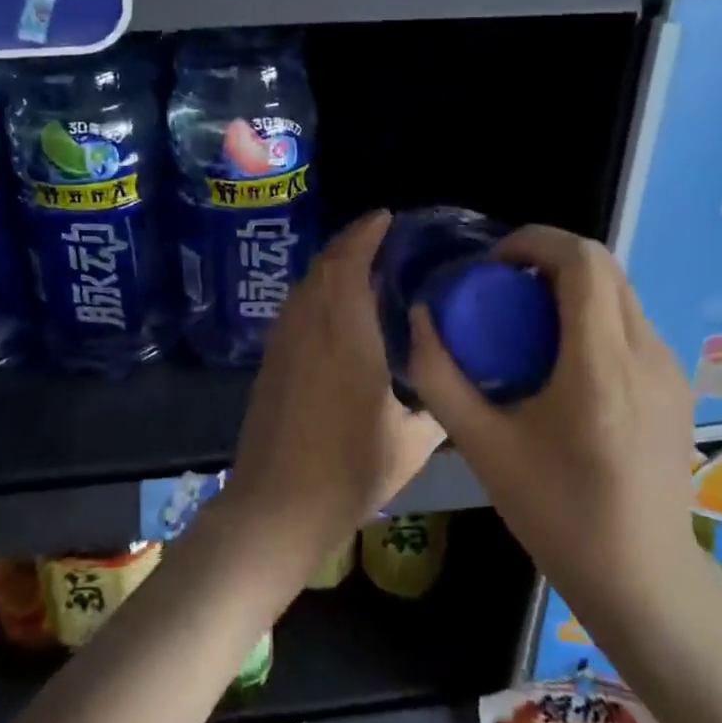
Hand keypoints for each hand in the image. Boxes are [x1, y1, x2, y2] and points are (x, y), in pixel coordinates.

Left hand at [222, 210, 445, 574]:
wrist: (277, 505)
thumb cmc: (350, 470)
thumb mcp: (410, 442)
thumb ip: (435, 403)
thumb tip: (451, 378)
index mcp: (345, 331)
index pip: (350, 261)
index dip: (366, 233)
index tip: (386, 217)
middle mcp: (309, 323)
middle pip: (325, 265)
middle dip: (351, 243)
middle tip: (382, 239)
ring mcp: (283, 339)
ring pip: (306, 284)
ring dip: (332, 266)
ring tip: (364, 269)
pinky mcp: (270, 359)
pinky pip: (296, 307)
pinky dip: (317, 292)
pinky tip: (336, 311)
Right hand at [406, 226, 700, 636]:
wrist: (645, 584)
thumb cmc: (558, 515)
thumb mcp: (483, 447)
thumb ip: (440, 377)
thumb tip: (420, 317)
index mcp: (601, 366)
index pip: (583, 261)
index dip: (534, 240)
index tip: (493, 263)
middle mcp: (645, 354)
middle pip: (604, 265)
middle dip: (548, 256)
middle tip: (502, 284)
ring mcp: (670, 369)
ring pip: (619, 290)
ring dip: (571, 283)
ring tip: (527, 318)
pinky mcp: (677, 385)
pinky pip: (630, 321)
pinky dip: (592, 311)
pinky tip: (563, 356)